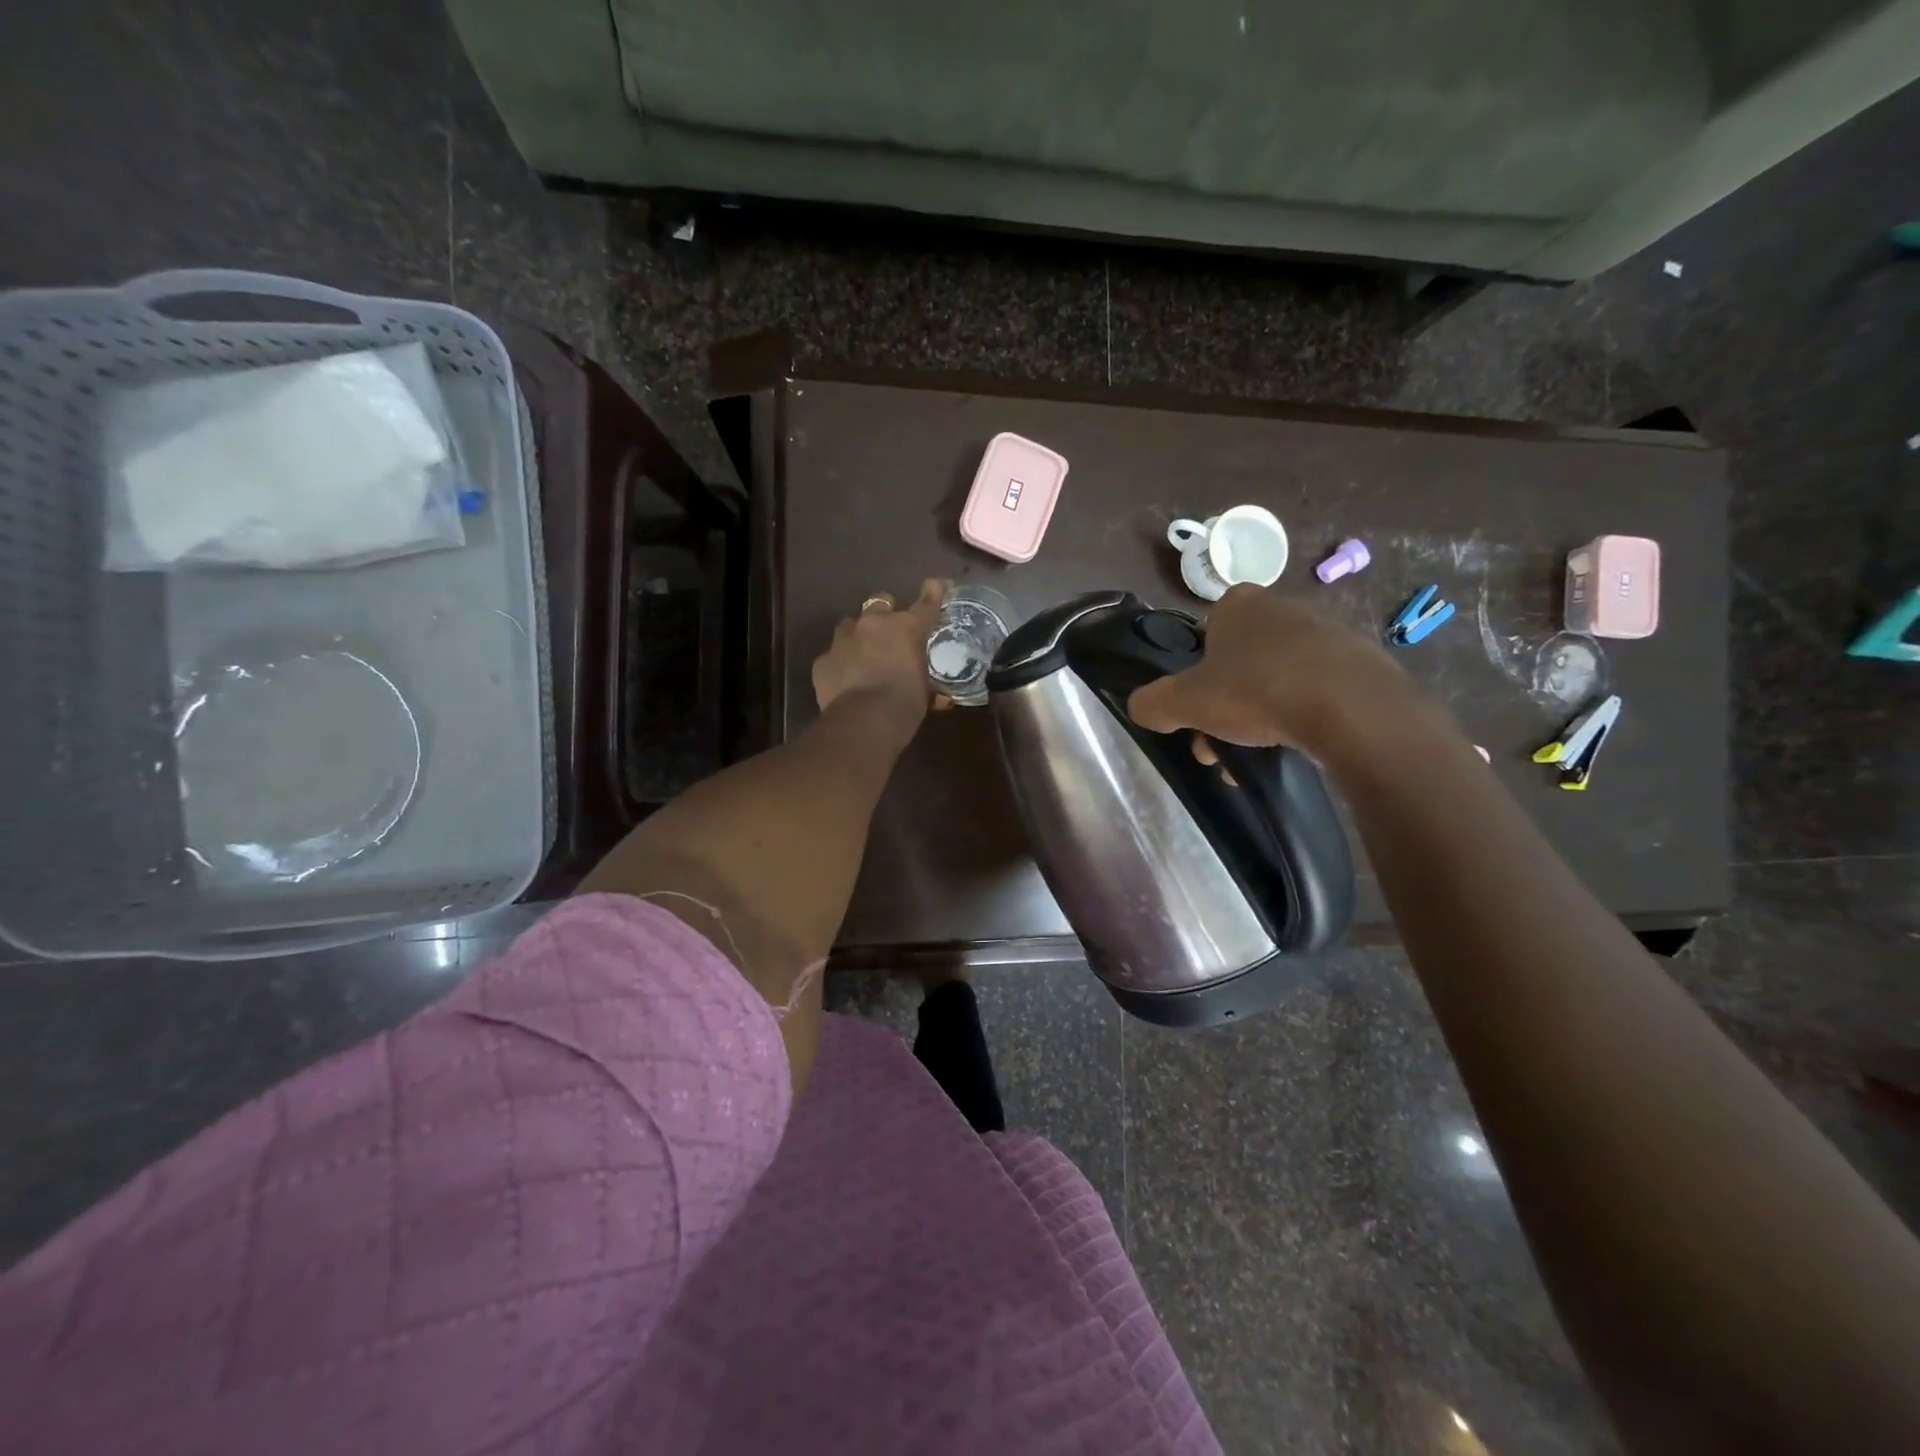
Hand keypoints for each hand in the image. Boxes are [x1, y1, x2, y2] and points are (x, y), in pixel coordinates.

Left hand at [813, 579, 949, 727]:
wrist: (864, 721)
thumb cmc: (905, 704)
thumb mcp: (924, 693)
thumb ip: (929, 686)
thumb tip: (940, 699)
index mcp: (905, 628)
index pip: (925, 603)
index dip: (933, 592)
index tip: (937, 583)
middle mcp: (873, 625)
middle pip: (879, 602)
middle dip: (885, 612)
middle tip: (890, 632)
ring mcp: (843, 640)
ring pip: (850, 625)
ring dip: (858, 635)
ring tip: (862, 655)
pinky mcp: (823, 660)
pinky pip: (832, 654)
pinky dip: (839, 662)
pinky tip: (844, 679)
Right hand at [1127, 585, 1414, 752]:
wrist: (1350, 709)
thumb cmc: (1257, 692)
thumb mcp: (1185, 703)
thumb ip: (1153, 703)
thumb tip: (1141, 707)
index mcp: (1239, 604)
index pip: (1206, 630)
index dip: (1197, 670)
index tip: (1198, 704)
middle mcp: (1282, 608)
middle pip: (1239, 660)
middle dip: (1226, 702)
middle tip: (1220, 743)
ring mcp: (1326, 633)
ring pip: (1277, 677)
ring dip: (1261, 713)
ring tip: (1257, 752)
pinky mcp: (1359, 662)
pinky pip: (1316, 689)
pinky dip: (1302, 714)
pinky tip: (1299, 744)